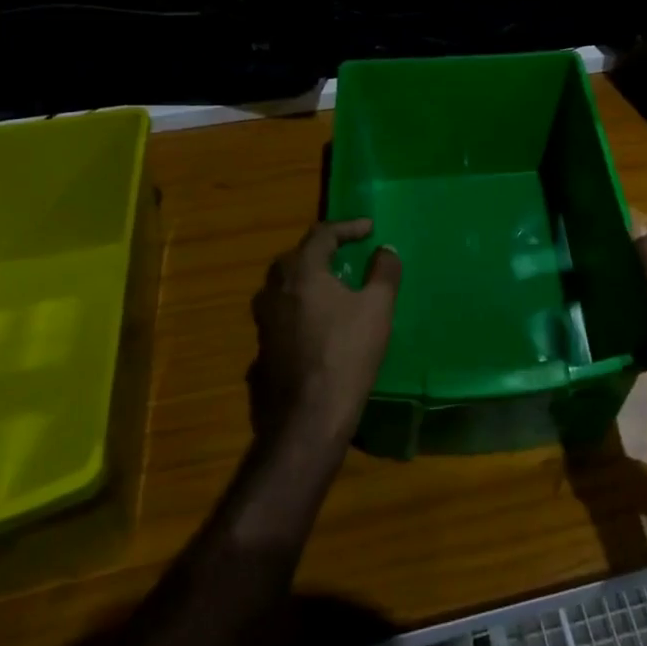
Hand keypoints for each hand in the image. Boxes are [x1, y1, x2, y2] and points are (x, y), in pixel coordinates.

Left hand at [249, 219, 400, 447]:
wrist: (307, 418)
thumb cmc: (346, 354)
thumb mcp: (377, 308)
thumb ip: (384, 273)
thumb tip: (386, 250)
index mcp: (301, 272)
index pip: (322, 234)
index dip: (347, 227)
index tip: (369, 229)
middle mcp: (274, 290)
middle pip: (295, 258)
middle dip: (321, 252)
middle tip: (345, 254)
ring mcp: (262, 322)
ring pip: (282, 288)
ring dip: (306, 281)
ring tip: (330, 287)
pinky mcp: (260, 350)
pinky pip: (280, 317)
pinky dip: (299, 311)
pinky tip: (315, 325)